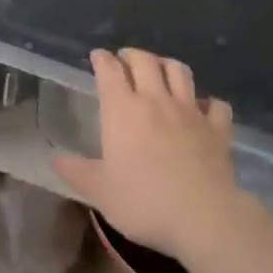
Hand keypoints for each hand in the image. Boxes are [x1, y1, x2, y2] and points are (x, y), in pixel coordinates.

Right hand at [52, 48, 242, 263]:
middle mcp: (156, 101)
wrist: (204, 218)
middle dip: (132, 55)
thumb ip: (76, 171)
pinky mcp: (218, 129)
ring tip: (161, 71)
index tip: (98, 56)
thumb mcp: (99, 191)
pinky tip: (203, 108)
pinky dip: (208, 102)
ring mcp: (190, 112)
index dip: (102, 59)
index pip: (110, 70)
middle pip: (145, 61)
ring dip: (167, 65)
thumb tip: (55, 159)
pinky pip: (215, 105)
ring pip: (179, 72)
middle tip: (126, 60)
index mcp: (122, 110)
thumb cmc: (144, 202)